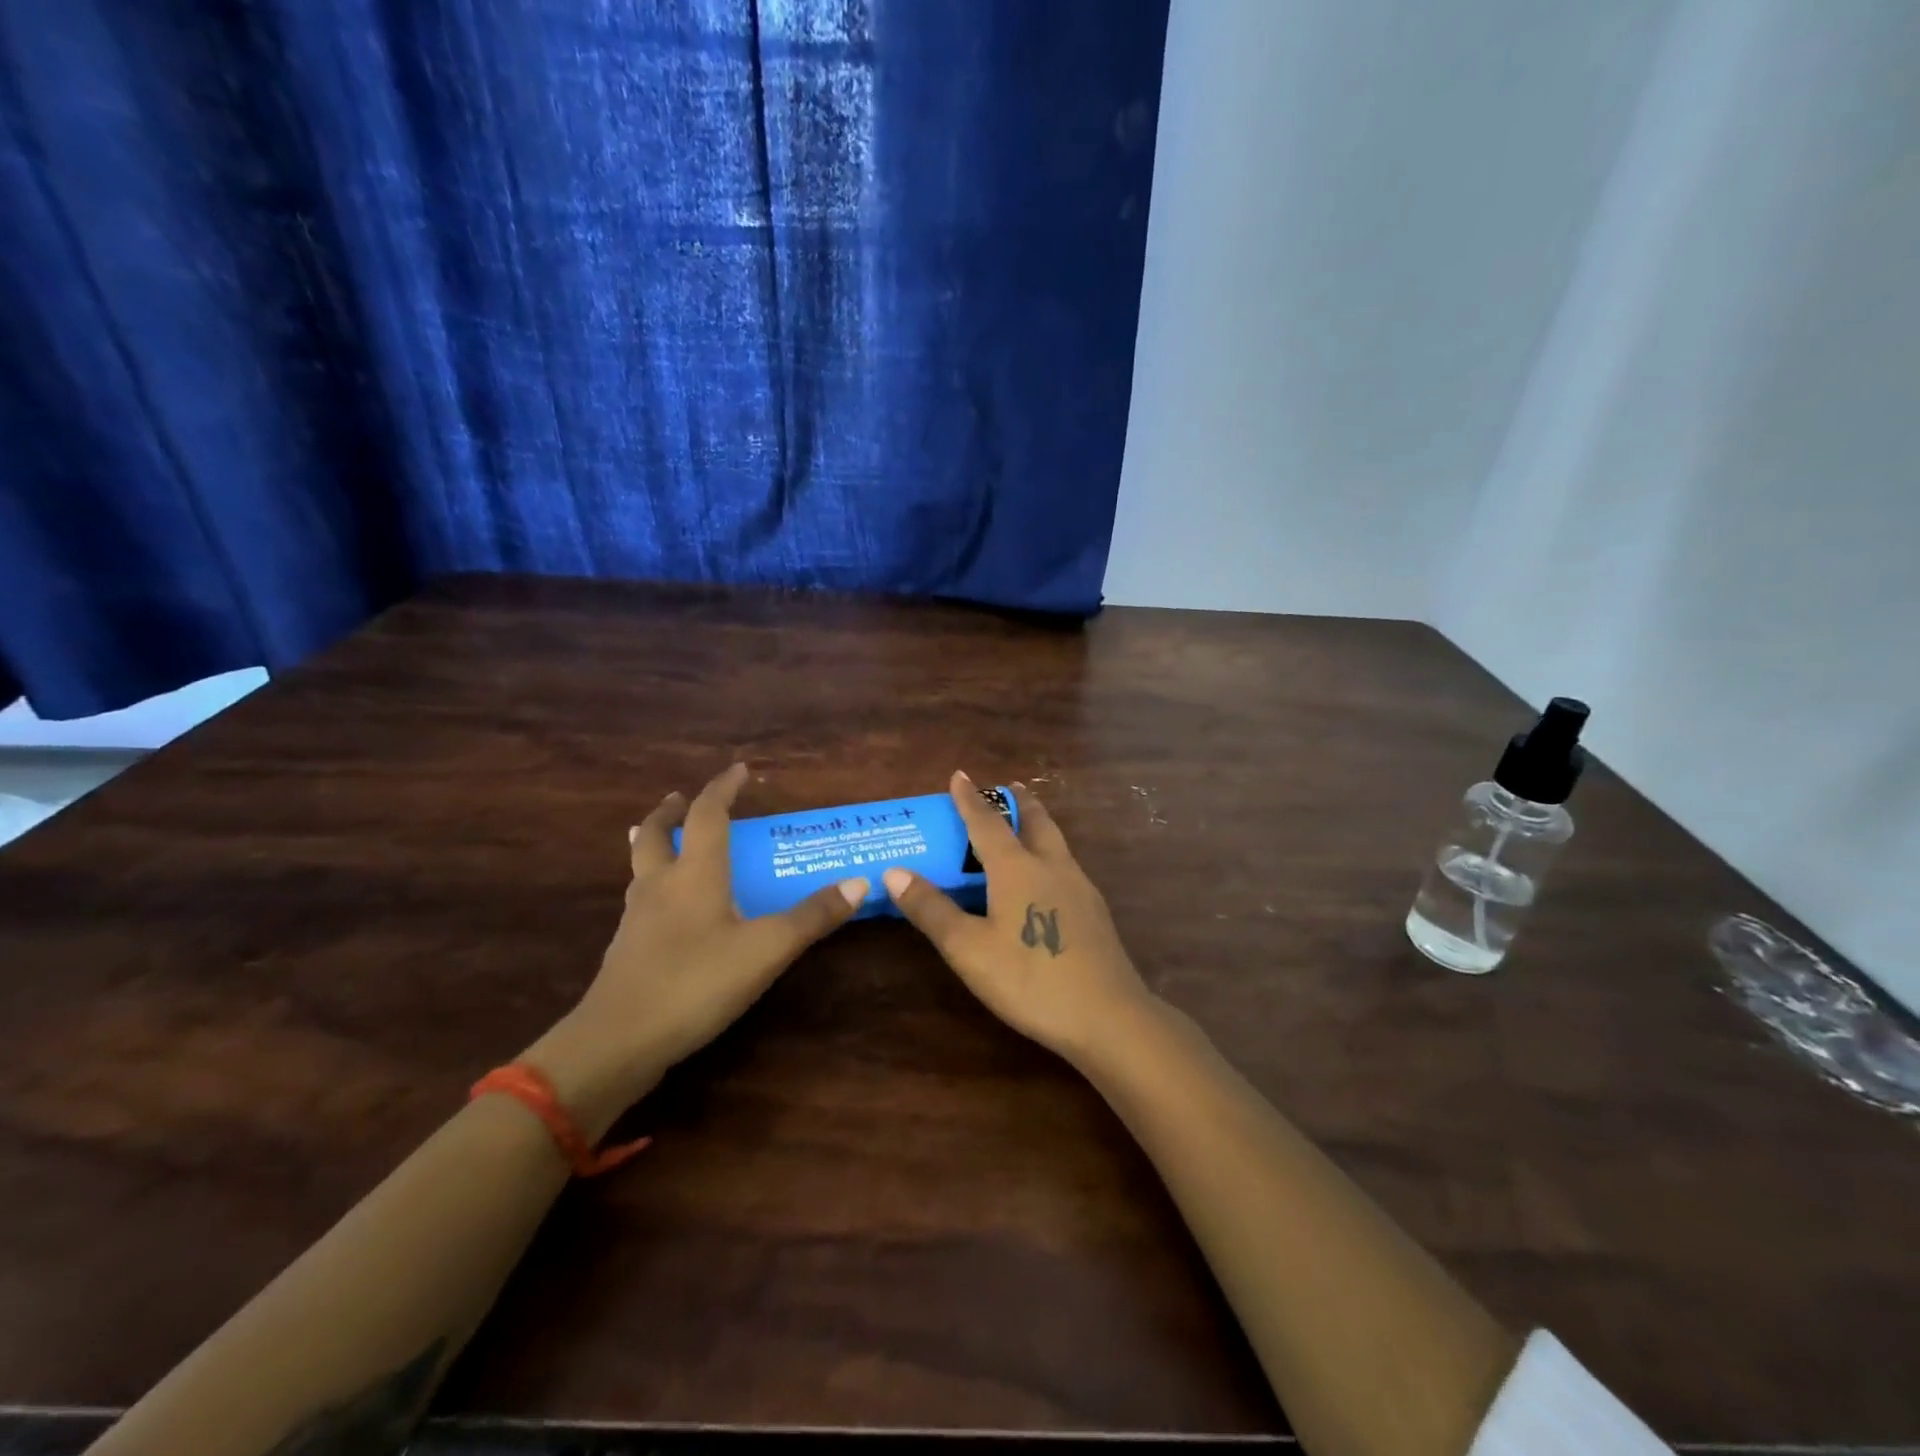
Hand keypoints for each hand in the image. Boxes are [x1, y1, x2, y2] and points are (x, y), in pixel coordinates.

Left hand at [524, 763, 866, 1136]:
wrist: (618, 1042)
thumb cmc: (696, 982)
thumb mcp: (766, 950)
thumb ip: (812, 917)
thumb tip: (857, 882)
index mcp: (694, 874)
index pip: (706, 814)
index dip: (723, 787)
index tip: (739, 770)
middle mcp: (660, 885)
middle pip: (654, 833)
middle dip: (670, 811)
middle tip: (680, 798)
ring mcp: (636, 917)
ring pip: (641, 866)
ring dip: (656, 845)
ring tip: (673, 845)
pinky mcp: (626, 948)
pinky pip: (640, 899)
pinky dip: (654, 885)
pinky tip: (670, 910)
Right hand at [883, 772, 1156, 1061]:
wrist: (1108, 1016)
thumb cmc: (1029, 979)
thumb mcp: (969, 949)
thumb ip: (932, 910)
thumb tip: (894, 872)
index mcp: (1017, 868)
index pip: (987, 822)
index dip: (969, 799)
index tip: (959, 774)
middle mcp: (1051, 866)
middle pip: (1035, 821)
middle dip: (1017, 801)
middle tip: (1006, 788)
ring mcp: (1079, 887)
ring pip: (1056, 841)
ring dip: (1038, 823)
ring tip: (1026, 824)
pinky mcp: (1095, 911)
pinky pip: (1067, 865)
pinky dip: (1050, 853)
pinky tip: (1048, 877)